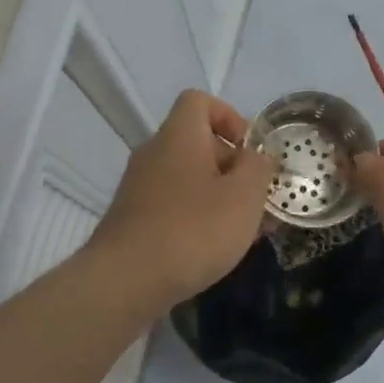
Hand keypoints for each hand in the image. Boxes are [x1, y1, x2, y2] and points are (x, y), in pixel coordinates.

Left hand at [90, 90, 275, 310]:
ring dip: (217, 195)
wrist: (125, 281)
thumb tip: (257, 157)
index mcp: (179, 136)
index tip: (249, 150)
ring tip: (243, 230)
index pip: (199, 101)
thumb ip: (258, 169)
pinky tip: (213, 249)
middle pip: (196, 142)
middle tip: (256, 199)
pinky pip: (172, 204)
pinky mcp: (132, 218)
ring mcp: (139, 187)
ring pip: (186, 177)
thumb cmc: (193, 230)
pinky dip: (195, 216)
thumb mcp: (244, 196)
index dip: (229, 116)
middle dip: (231, 166)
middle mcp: (154, 153)